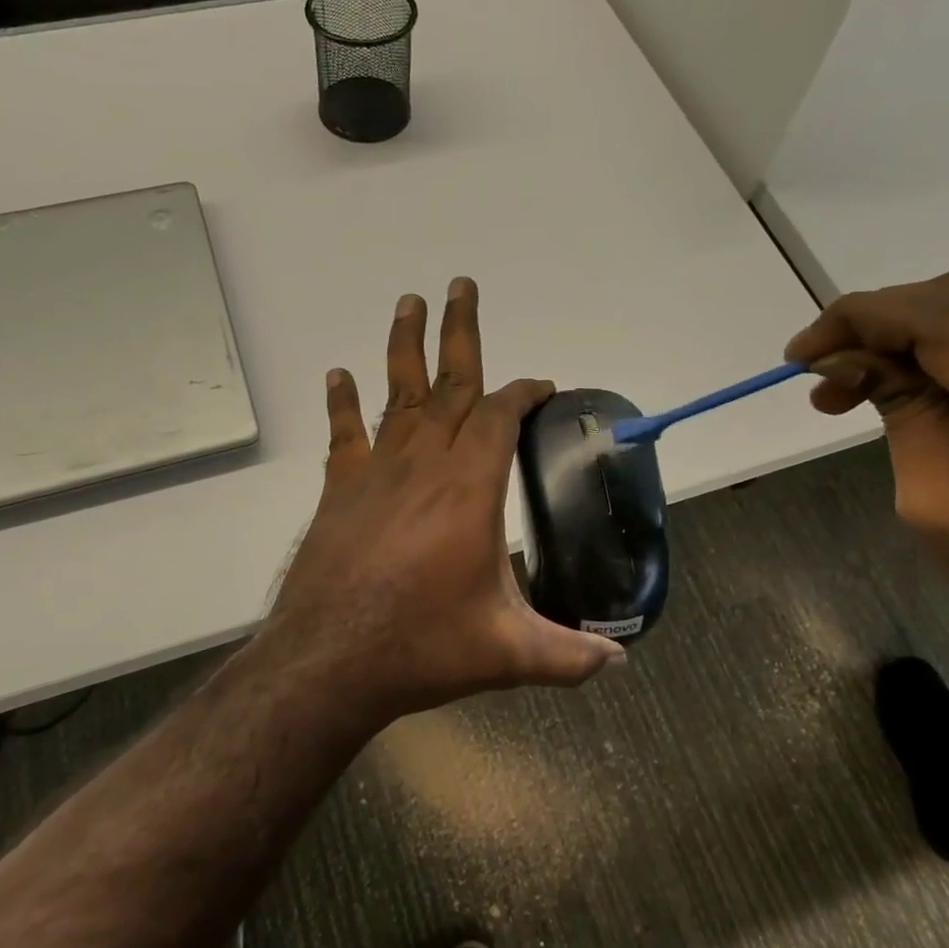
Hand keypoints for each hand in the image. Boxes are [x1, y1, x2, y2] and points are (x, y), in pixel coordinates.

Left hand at [258, 278, 624, 727]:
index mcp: (470, 490)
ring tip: (409, 301)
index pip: (499, 418)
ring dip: (404, 346)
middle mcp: (423, 466)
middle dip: (461, 333)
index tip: (538, 384)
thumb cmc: (421, 647)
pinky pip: (344, 435)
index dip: (522, 394)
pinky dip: (342, 404)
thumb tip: (619, 663)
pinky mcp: (340, 492)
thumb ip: (568, 656)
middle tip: (462, 284)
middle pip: (448, 384)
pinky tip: (338, 375)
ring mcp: (376, 474)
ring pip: (396, 395)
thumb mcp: (507, 654)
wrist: (329, 661)